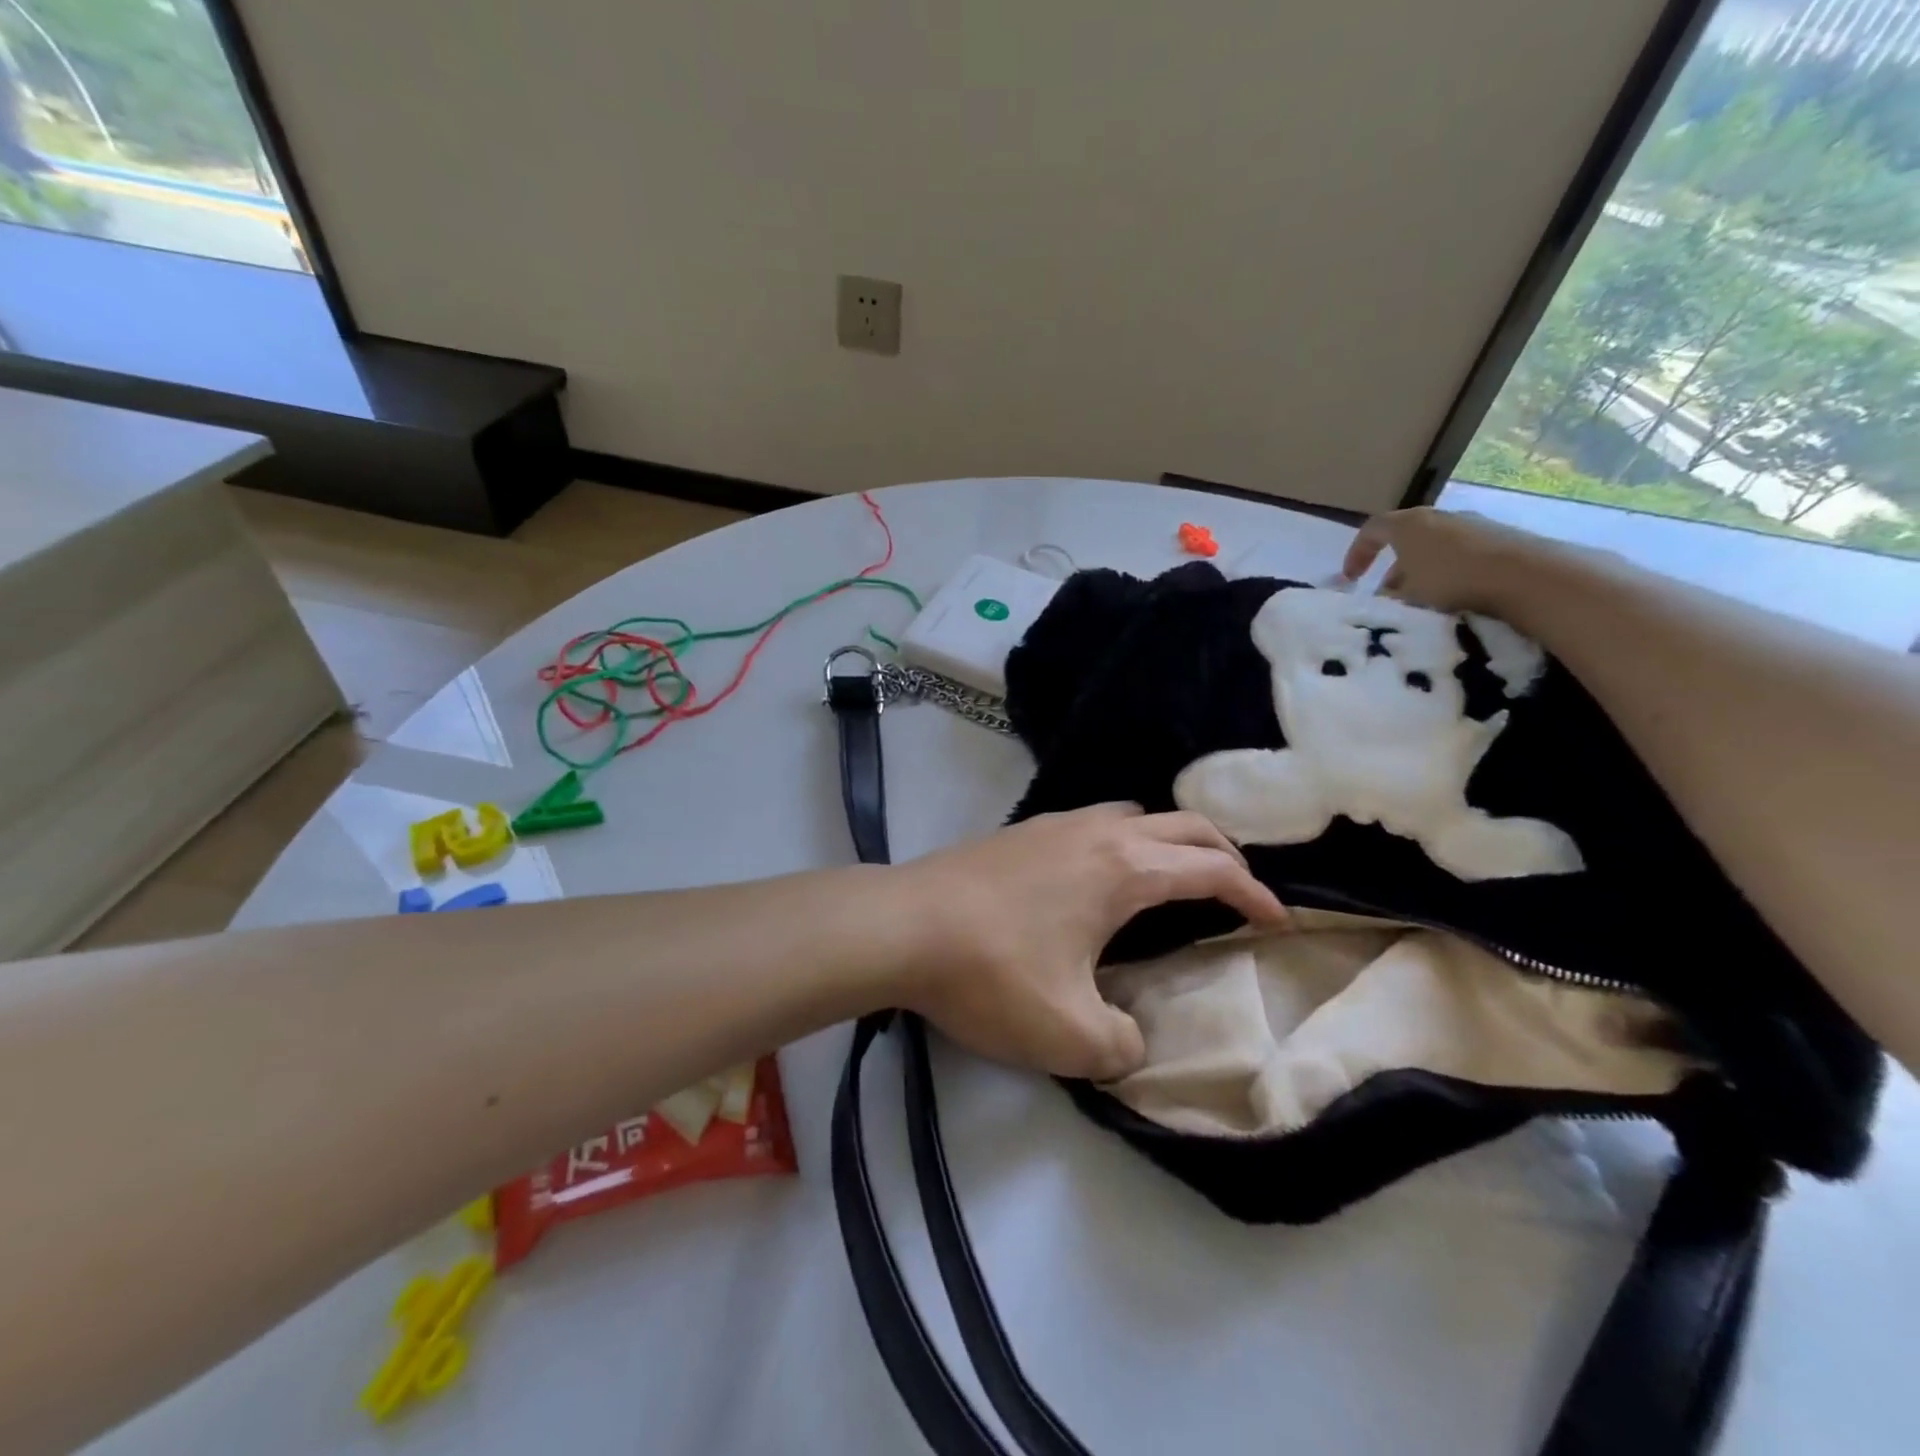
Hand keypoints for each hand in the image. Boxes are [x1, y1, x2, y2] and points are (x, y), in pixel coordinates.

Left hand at [890, 805, 1287, 1081]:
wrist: (900, 927)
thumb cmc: (990, 973)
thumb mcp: (1068, 1035)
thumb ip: (1120, 1045)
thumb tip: (1129, 1038)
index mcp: (1124, 869)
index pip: (1212, 869)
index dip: (1254, 894)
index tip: (1276, 921)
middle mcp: (1096, 831)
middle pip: (1181, 824)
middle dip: (1222, 853)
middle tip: (1238, 890)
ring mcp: (1052, 825)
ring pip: (1132, 814)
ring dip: (1167, 840)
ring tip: (1171, 880)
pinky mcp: (1018, 833)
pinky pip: (1092, 824)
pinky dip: (1122, 841)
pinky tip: (1098, 880)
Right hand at [1341, 507, 1561, 614]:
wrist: (1529, 576)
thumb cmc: (1452, 581)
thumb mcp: (1407, 596)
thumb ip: (1388, 597)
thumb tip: (1383, 599)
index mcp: (1409, 524)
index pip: (1371, 530)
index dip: (1356, 553)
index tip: (1349, 579)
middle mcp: (1440, 517)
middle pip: (1405, 539)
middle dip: (1391, 568)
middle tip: (1386, 596)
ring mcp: (1473, 526)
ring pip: (1434, 549)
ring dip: (1421, 574)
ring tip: (1420, 603)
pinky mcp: (1499, 539)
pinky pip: (1461, 556)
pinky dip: (1449, 574)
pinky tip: (1455, 600)